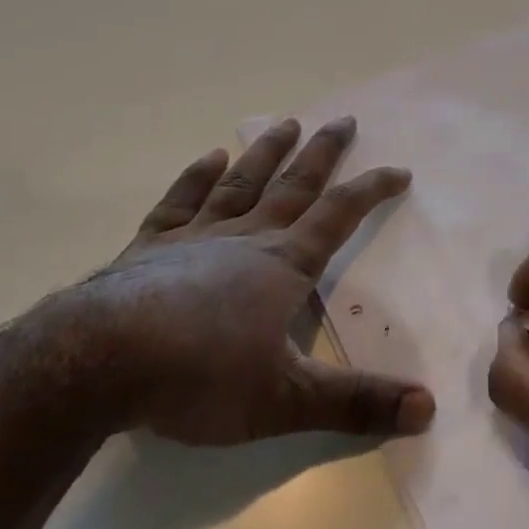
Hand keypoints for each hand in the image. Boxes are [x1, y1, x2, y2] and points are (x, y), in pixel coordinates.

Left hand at [67, 116, 433, 445]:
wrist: (99, 362)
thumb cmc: (200, 377)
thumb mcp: (287, 400)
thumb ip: (357, 404)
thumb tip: (429, 408)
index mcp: (284, 264)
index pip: (341, 215)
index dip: (373, 190)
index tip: (400, 170)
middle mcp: (247, 238)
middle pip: (295, 185)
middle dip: (324, 153)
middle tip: (344, 119)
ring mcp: (196, 237)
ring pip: (242, 182)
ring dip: (268, 152)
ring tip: (288, 122)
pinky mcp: (150, 247)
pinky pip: (180, 203)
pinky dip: (196, 178)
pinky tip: (210, 158)